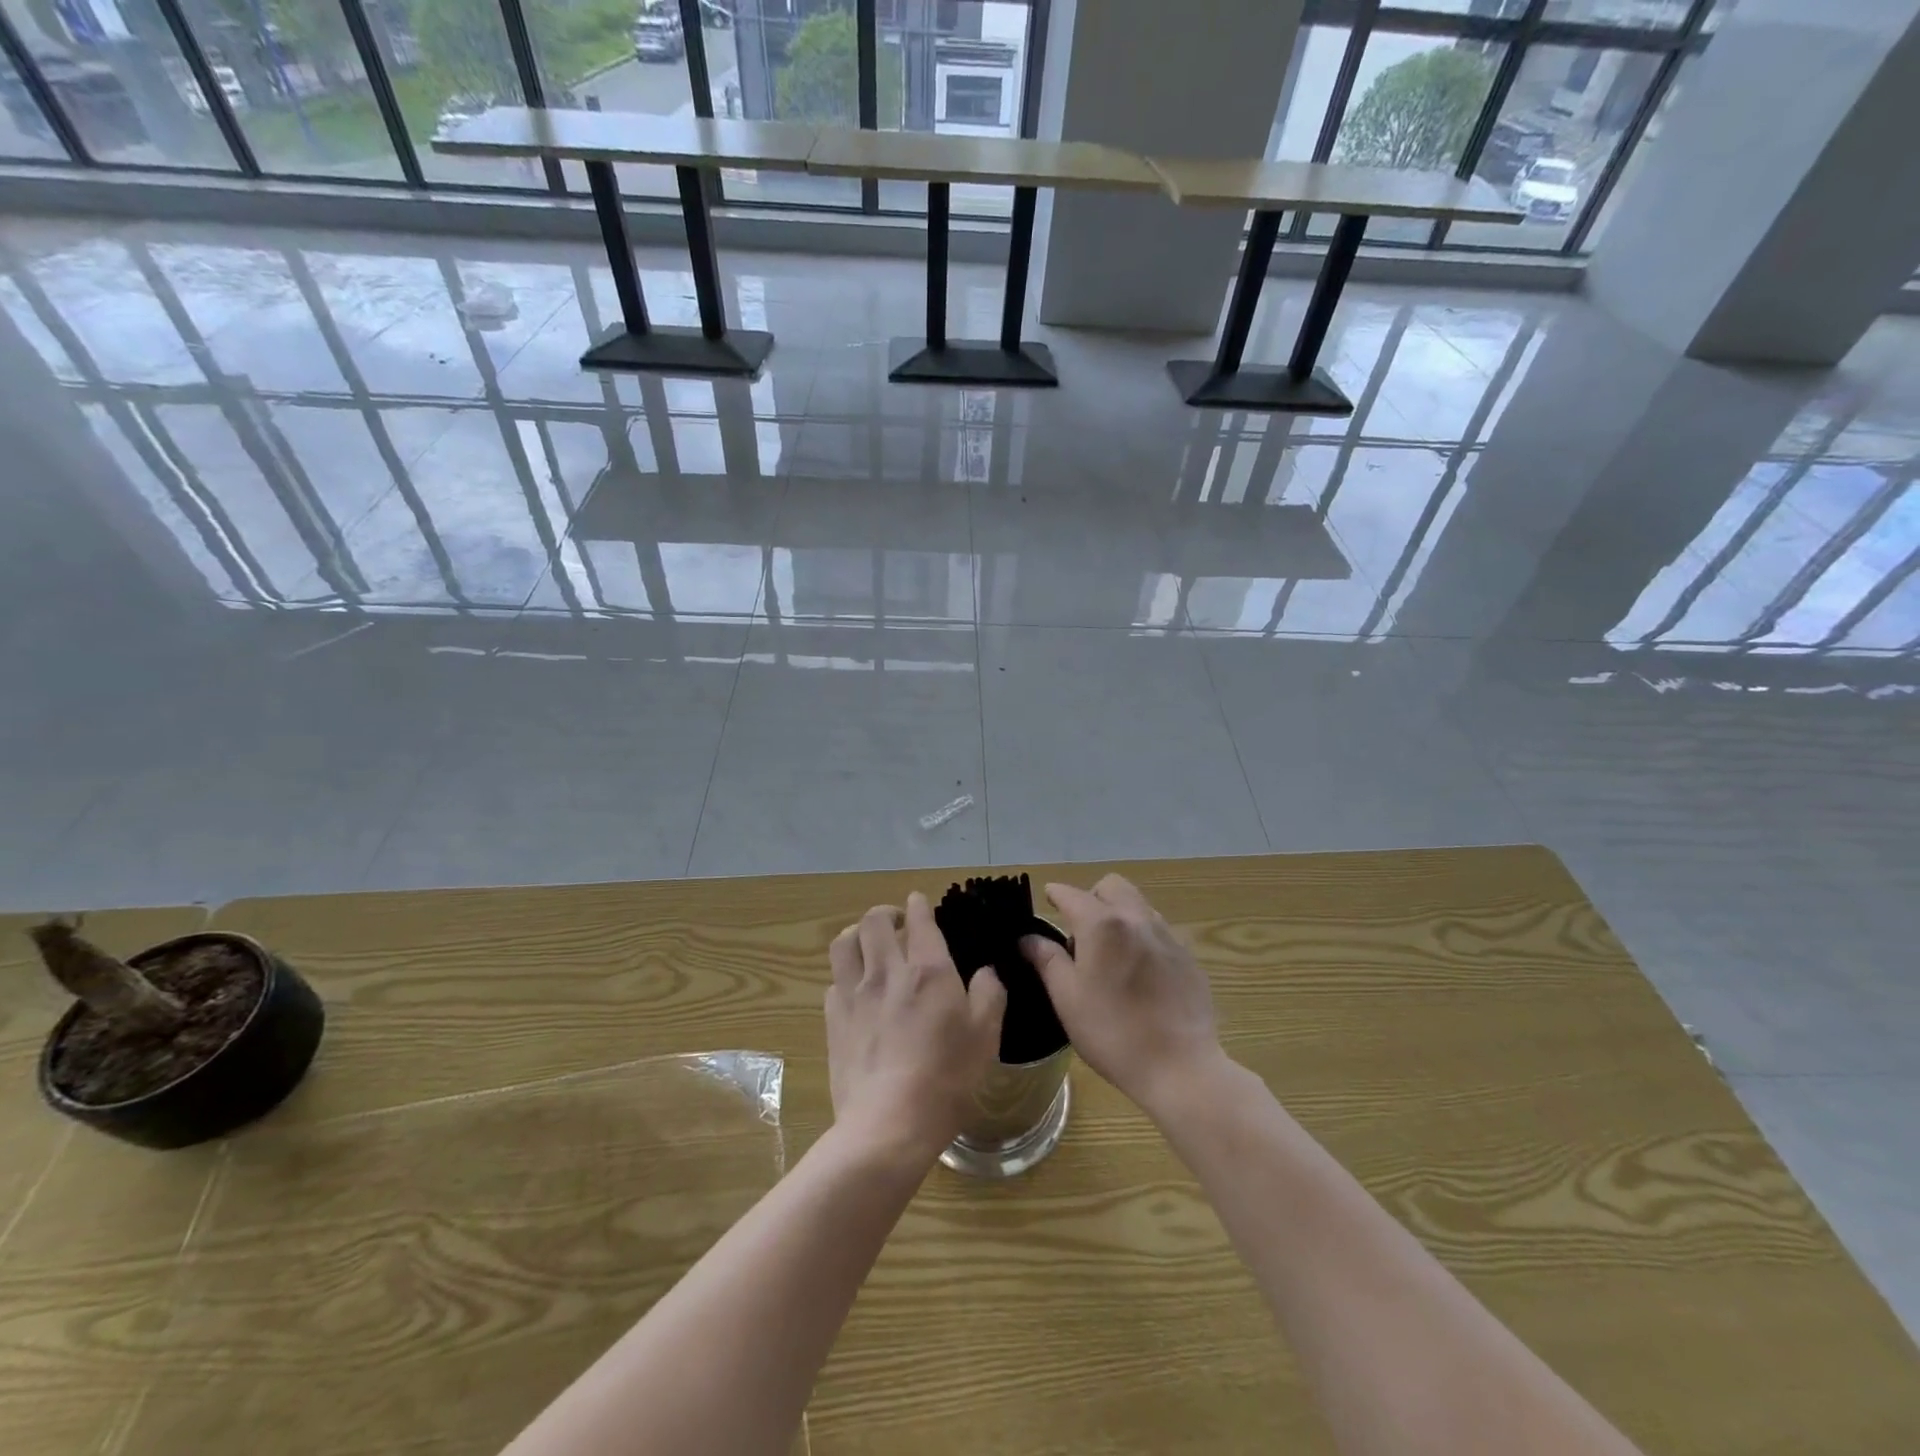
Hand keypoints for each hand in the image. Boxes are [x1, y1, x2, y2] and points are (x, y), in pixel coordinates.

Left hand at [826, 893, 1006, 1161]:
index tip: (919, 902)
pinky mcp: (833, 1021)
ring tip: (867, 944)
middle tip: (896, 922)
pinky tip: (854, 990)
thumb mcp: (986, 1036)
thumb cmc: (947, 1078)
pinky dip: (845, 975)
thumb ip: (989, 994)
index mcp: (928, 970)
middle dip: (885, 912)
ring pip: (844, 943)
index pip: (919, 919)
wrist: (888, 1124)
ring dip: (856, 934)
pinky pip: (833, 981)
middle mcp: (887, 971)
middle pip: (873, 921)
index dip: (919, 904)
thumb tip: (986, 973)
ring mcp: (854, 995)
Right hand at [1022, 875, 1224, 1115]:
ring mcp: (1167, 935)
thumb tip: (1028, 938)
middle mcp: (1136, 918)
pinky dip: (1142, 936)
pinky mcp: (1188, 956)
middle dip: (1092, 897)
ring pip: (1138, 904)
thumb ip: (1047, 960)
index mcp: (1102, 925)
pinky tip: (1139, 972)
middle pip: (1111, 886)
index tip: (1047, 900)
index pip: (1071, 894)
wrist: (1180, 1067)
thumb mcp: (1067, 998)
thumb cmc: (1112, 1033)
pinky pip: (1159, 930)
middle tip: (1081, 931)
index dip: (1055, 894)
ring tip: (1110, 952)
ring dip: (1119, 914)